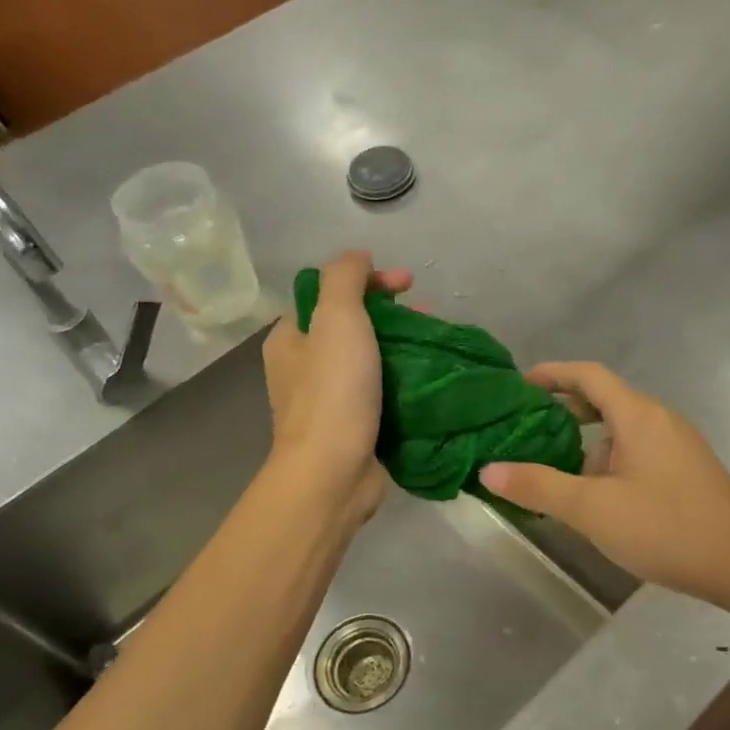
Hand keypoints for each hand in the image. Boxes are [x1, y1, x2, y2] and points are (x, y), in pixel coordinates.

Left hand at [262, 250, 411, 523]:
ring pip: (372, 361)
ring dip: (405, 349)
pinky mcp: (356, 429)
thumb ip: (345, 278)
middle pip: (353, 327)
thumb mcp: (336, 318)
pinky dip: (406, 383)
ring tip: (439, 347)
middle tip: (430, 317)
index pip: (329, 293)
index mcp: (291, 338)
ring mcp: (331, 402)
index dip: (369, 281)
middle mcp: (305, 368)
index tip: (410, 284)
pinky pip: (384, 394)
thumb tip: (358, 256)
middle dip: (394, 316)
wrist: (334, 474)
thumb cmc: (333, 392)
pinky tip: (432, 380)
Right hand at [480, 362, 729, 607]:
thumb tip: (489, 469)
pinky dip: (607, 461)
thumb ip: (540, 486)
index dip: (552, 373)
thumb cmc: (666, 527)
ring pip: (621, 431)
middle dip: (564, 409)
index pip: (589, 376)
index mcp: (639, 415)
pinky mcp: (686, 473)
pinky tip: (594, 496)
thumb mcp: (593, 509)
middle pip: (606, 400)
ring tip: (551, 468)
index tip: (519, 383)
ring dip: (585, 442)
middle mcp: (660, 421)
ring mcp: (678, 447)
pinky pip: (637, 453)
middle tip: (525, 427)